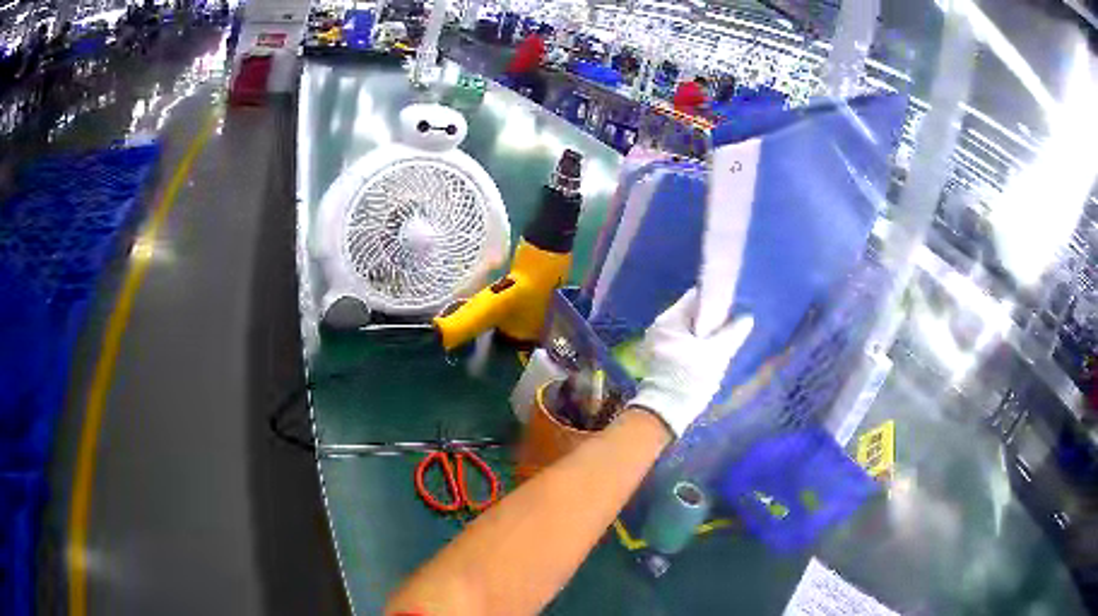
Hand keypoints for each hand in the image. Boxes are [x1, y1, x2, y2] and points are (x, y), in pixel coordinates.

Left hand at [628, 288, 753, 437]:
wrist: (665, 413)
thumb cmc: (690, 379)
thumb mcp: (717, 354)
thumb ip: (733, 332)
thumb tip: (746, 317)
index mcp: (669, 320)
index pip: (695, 296)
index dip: (715, 298)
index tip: (732, 307)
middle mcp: (659, 326)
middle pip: (690, 311)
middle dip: (710, 316)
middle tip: (730, 324)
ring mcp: (656, 341)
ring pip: (687, 327)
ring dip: (703, 331)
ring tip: (722, 338)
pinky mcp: (658, 356)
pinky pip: (681, 340)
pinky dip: (694, 342)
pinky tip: (708, 351)